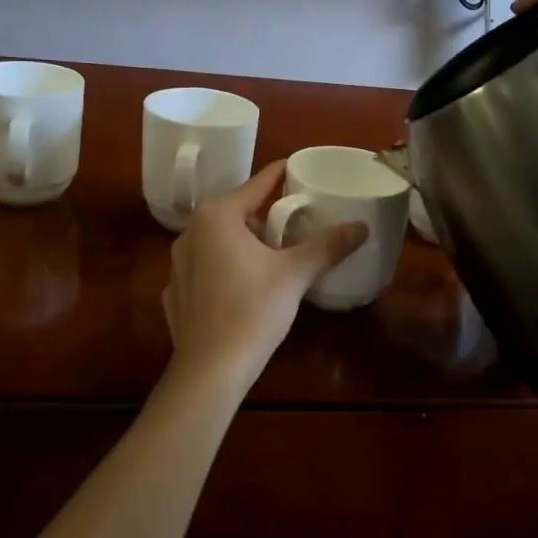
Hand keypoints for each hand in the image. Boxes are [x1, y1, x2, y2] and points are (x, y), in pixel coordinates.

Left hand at [161, 161, 367, 392]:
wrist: (210, 369)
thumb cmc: (253, 310)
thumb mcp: (295, 274)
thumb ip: (327, 246)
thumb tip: (362, 226)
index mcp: (217, 216)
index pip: (256, 184)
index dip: (280, 176)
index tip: (298, 169)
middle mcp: (190, 232)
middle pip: (235, 212)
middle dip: (265, 216)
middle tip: (295, 222)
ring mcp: (177, 264)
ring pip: (217, 241)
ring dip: (244, 243)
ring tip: (273, 256)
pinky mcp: (175, 293)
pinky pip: (204, 269)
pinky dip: (224, 270)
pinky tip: (242, 287)